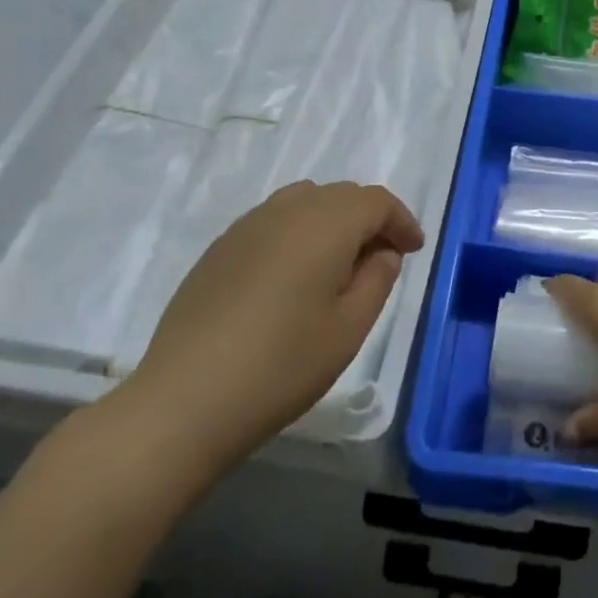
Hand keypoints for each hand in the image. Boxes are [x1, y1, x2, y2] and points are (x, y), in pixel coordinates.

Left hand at [109, 181, 422, 488]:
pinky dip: (298, 234)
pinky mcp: (219, 249)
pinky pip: (273, 222)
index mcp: (326, 224)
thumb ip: (377, 279)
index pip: (376, 201)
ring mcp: (247, 226)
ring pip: (305, 202)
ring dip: (332, 222)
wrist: (184, 401)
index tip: (413, 250)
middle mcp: (287, 210)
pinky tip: (293, 277)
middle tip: (381, 260)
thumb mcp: (350, 328)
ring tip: (338, 265)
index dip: (401, 221)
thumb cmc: (282, 365)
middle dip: (369, 219)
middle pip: (341, 195)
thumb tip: (381, 253)